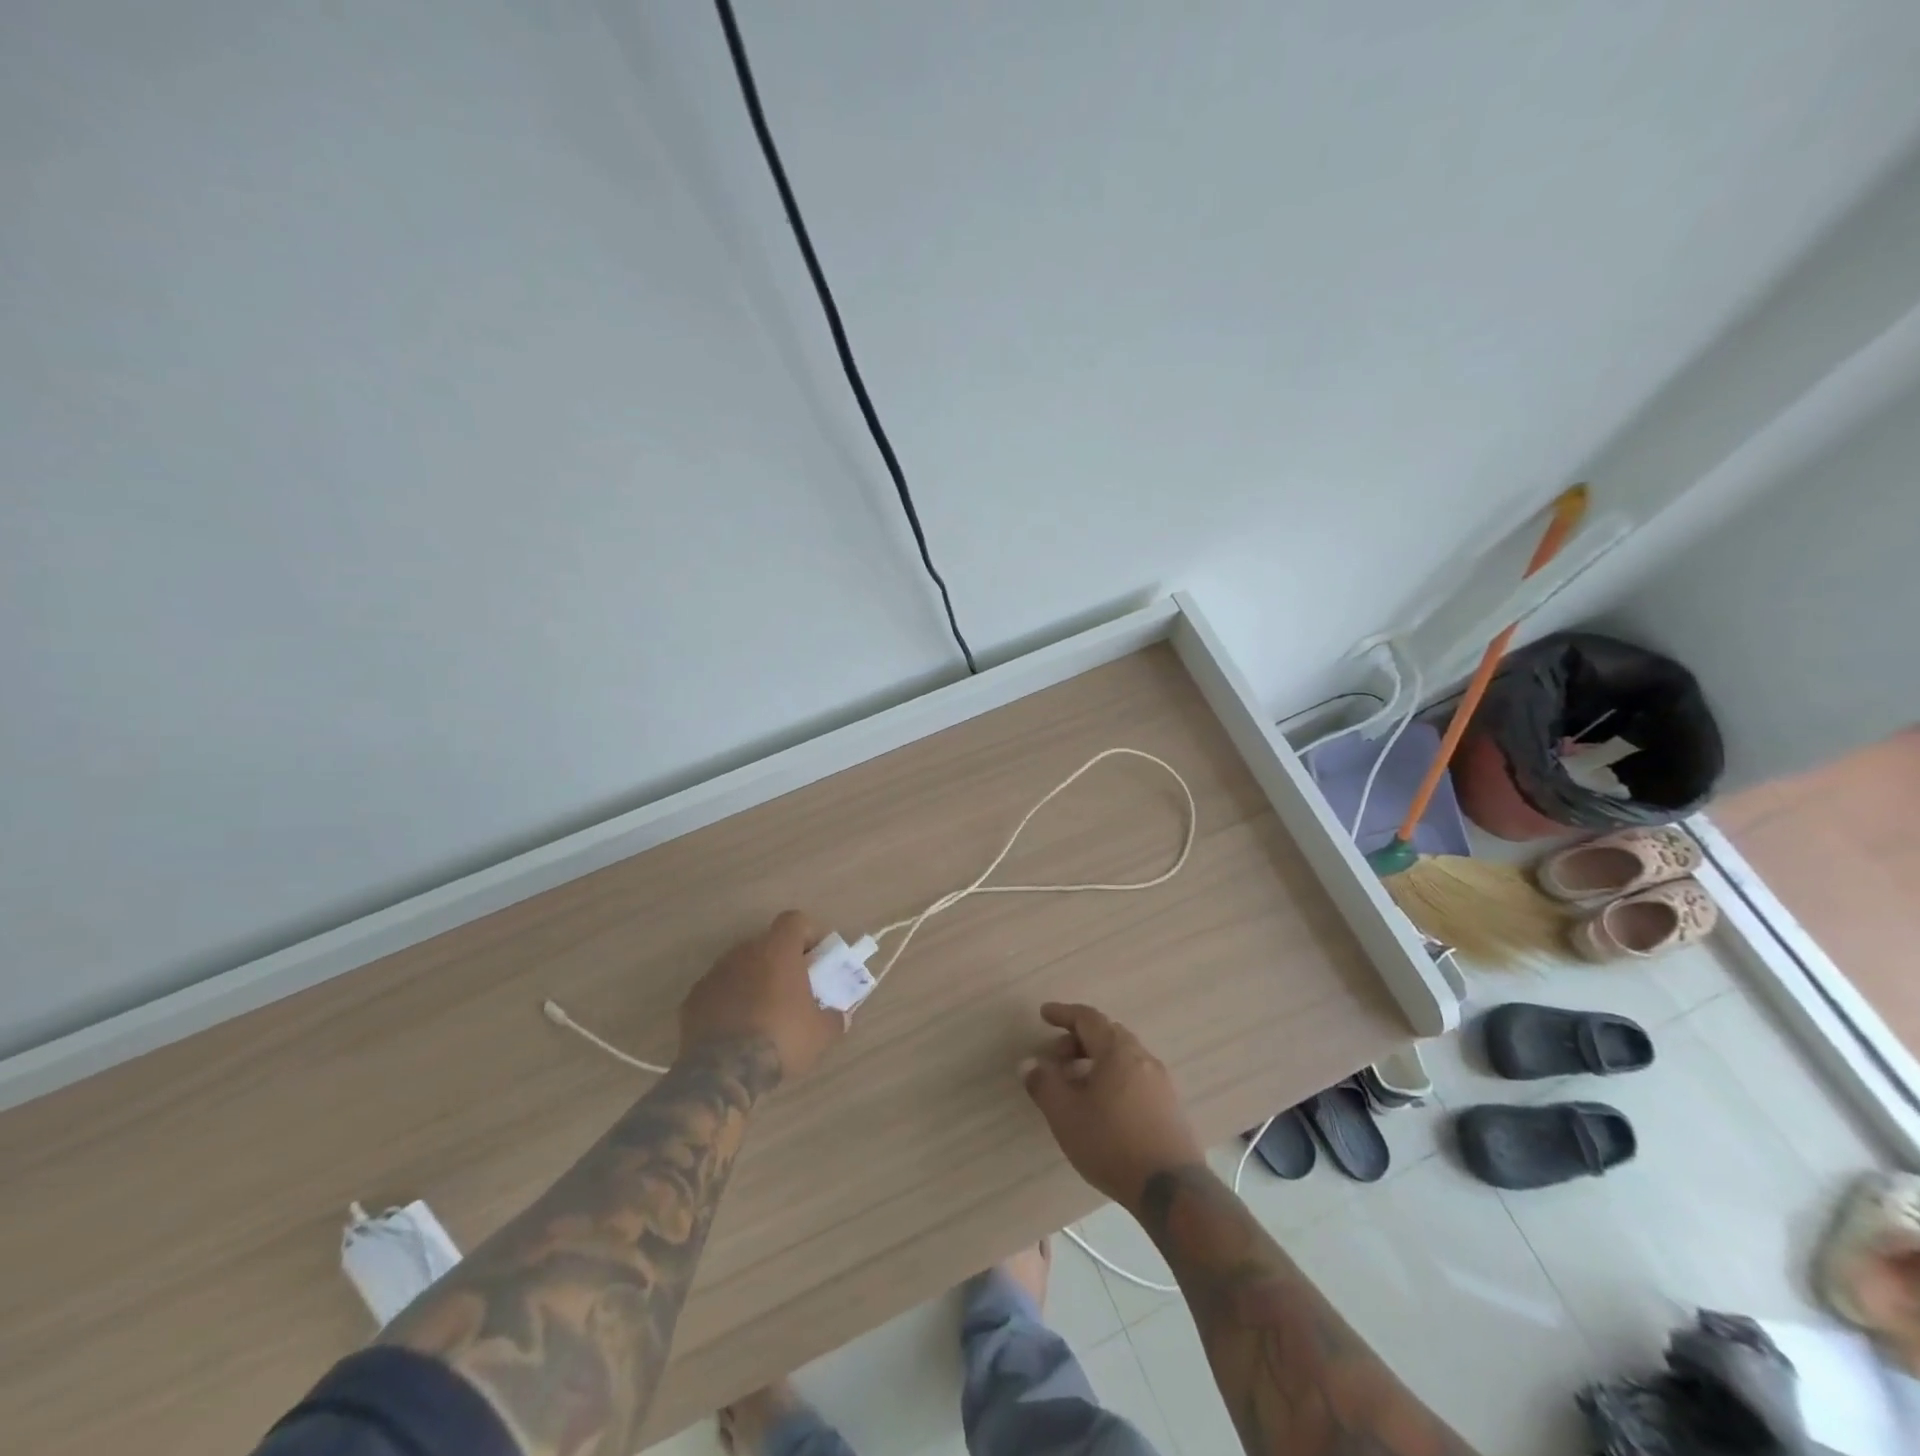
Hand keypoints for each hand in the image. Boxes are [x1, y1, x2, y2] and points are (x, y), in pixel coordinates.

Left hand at [678, 911, 843, 1080]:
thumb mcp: (821, 1033)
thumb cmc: (781, 1039)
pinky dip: (730, 1001)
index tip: (817, 958)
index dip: (809, 934)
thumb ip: (834, 1017)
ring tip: (765, 1012)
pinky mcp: (693, 999)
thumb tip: (839, 1016)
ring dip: (754, 980)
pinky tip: (737, 1029)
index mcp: (777, 950)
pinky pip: (719, 990)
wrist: (723, 1072)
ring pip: (741, 966)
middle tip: (794, 989)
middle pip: (767, 944)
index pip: (795, 920)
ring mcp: (714, 974)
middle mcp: (743, 952)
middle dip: (782, 961)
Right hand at [1022, 1002, 1202, 1211]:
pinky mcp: (1170, 1106)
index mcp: (1118, 1051)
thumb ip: (1044, 1085)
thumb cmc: (1112, 1143)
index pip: (1088, 1018)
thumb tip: (1030, 1063)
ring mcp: (1161, 1082)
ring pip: (1123, 1057)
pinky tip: (1103, 1105)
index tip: (1044, 1015)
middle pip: (1107, 1034)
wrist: (1171, 1189)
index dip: (1063, 1014)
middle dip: (1078, 1040)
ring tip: (1075, 1084)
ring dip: (1096, 1060)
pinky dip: (1113, 1077)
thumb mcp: (1066, 1115)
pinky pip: (1135, 1077)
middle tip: (1056, 1058)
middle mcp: (1143, 1057)